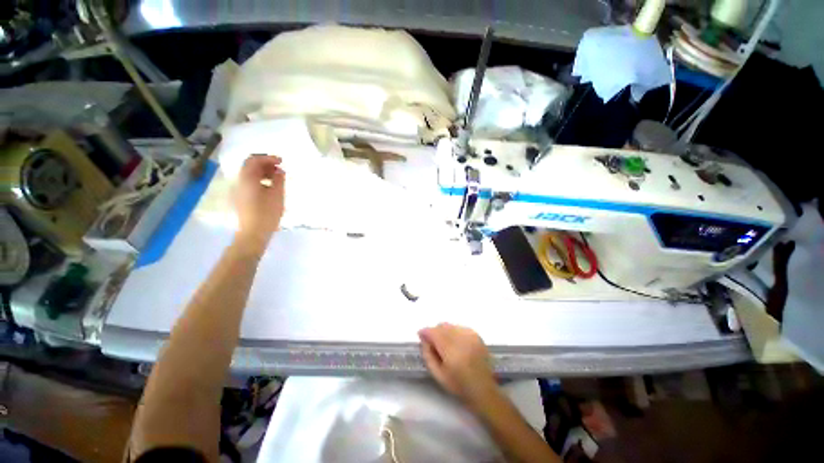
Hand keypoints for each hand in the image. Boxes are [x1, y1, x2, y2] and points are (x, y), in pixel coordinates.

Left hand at [233, 155, 284, 252]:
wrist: (253, 232)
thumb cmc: (267, 213)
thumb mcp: (277, 194)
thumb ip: (279, 179)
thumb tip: (279, 170)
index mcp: (247, 178)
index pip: (254, 160)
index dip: (268, 158)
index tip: (281, 161)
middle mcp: (240, 181)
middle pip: (250, 166)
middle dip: (265, 164)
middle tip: (280, 168)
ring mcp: (239, 190)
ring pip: (250, 174)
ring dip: (263, 172)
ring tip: (277, 178)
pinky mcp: (241, 198)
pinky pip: (250, 183)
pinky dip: (260, 180)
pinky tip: (270, 187)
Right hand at [418, 323, 499, 407]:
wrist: (483, 389)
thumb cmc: (458, 385)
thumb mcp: (438, 375)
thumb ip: (428, 355)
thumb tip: (424, 339)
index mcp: (451, 351)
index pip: (434, 333)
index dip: (425, 332)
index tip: (420, 335)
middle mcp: (462, 339)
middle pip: (442, 326)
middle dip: (434, 332)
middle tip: (432, 343)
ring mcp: (470, 336)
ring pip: (451, 325)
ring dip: (444, 331)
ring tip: (445, 344)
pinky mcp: (476, 335)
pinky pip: (460, 327)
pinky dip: (454, 332)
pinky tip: (455, 343)